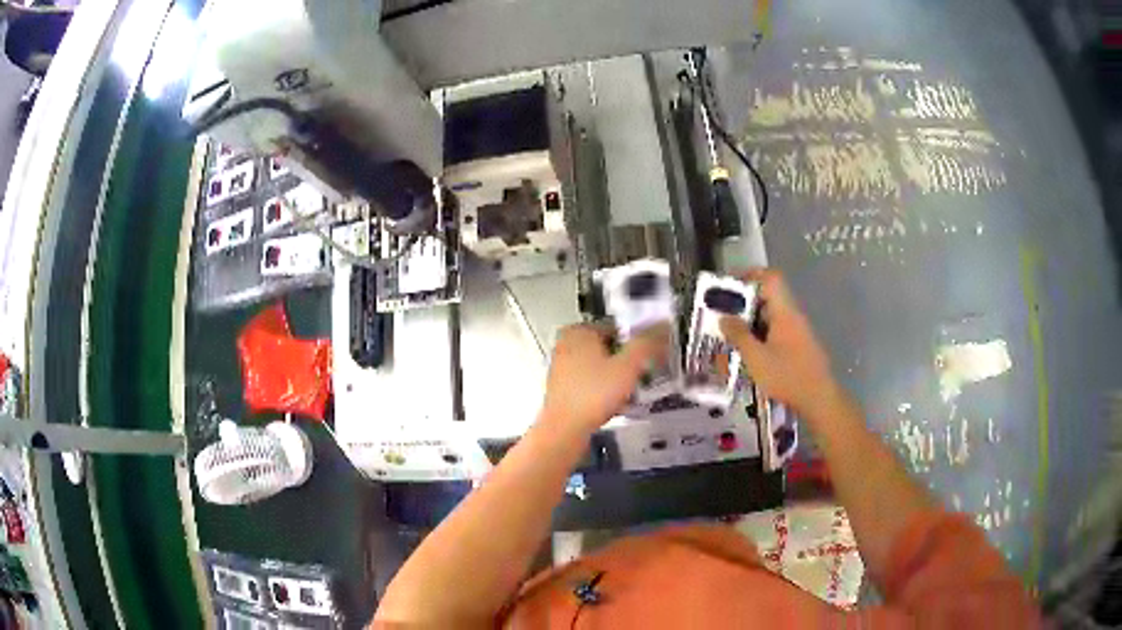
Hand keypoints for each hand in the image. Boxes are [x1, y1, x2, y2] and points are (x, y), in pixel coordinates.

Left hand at [540, 324, 666, 435]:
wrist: (564, 431)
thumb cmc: (592, 395)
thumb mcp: (628, 366)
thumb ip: (647, 344)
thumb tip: (663, 327)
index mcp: (578, 331)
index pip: (618, 327)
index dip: (637, 342)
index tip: (651, 355)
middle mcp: (566, 346)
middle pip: (609, 348)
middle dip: (628, 361)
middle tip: (644, 373)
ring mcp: (563, 368)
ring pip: (601, 367)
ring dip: (618, 377)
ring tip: (633, 390)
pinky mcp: (563, 389)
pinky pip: (592, 384)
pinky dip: (605, 391)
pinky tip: (617, 403)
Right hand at [720, 268, 835, 415]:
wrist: (819, 399)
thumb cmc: (787, 376)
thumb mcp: (756, 358)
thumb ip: (739, 336)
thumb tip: (724, 318)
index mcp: (784, 312)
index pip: (770, 278)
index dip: (750, 275)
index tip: (730, 287)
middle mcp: (792, 316)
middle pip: (768, 297)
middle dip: (744, 304)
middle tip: (722, 317)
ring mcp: (797, 332)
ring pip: (770, 317)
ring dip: (750, 323)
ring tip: (730, 338)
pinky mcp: (798, 347)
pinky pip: (775, 332)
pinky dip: (760, 336)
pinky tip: (748, 354)